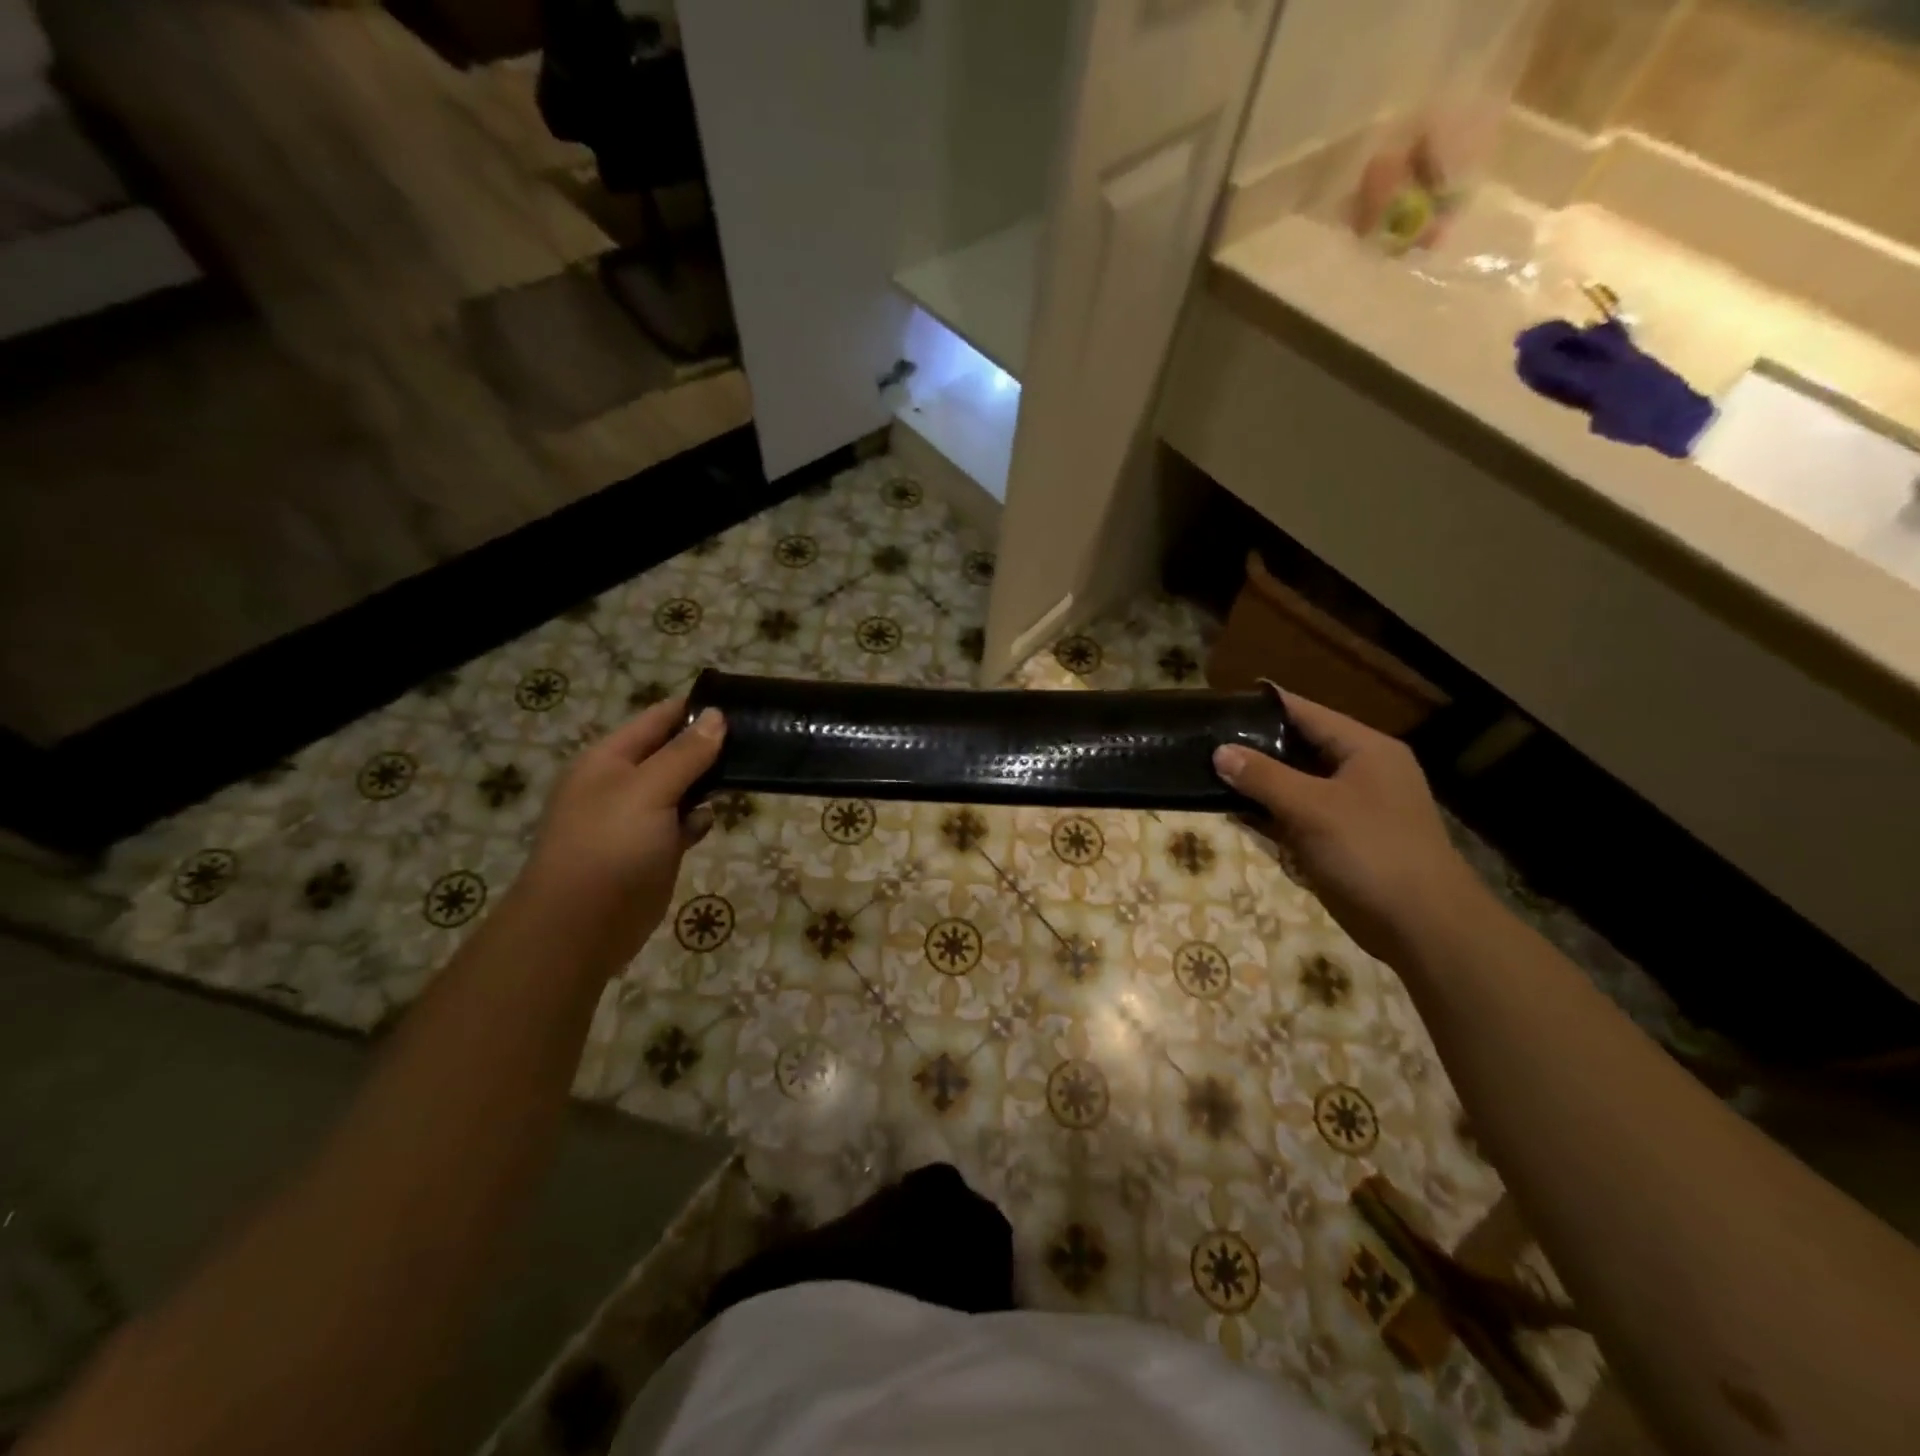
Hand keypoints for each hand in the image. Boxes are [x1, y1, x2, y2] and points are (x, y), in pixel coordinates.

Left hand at [515, 697, 725, 971]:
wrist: (580, 927)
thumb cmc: (610, 847)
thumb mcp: (648, 790)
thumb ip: (685, 754)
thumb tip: (717, 716)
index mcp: (609, 760)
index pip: (658, 719)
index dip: (695, 708)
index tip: (741, 703)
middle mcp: (622, 784)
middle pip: (672, 753)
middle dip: (708, 745)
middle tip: (757, 737)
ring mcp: (637, 819)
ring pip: (681, 789)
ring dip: (709, 783)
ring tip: (749, 770)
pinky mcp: (652, 851)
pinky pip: (682, 824)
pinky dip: (698, 820)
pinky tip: (712, 820)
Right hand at [1214, 693, 1486, 964]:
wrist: (1422, 927)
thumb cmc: (1371, 852)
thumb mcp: (1312, 808)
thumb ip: (1264, 777)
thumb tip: (1220, 751)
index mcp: (1365, 749)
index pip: (1306, 713)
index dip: (1265, 705)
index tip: (1222, 700)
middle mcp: (1359, 771)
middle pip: (1299, 747)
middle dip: (1255, 746)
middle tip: (1205, 740)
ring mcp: (1350, 808)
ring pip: (1295, 784)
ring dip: (1258, 782)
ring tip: (1208, 771)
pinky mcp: (1340, 841)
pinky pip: (1297, 816)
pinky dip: (1269, 813)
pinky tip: (1233, 811)